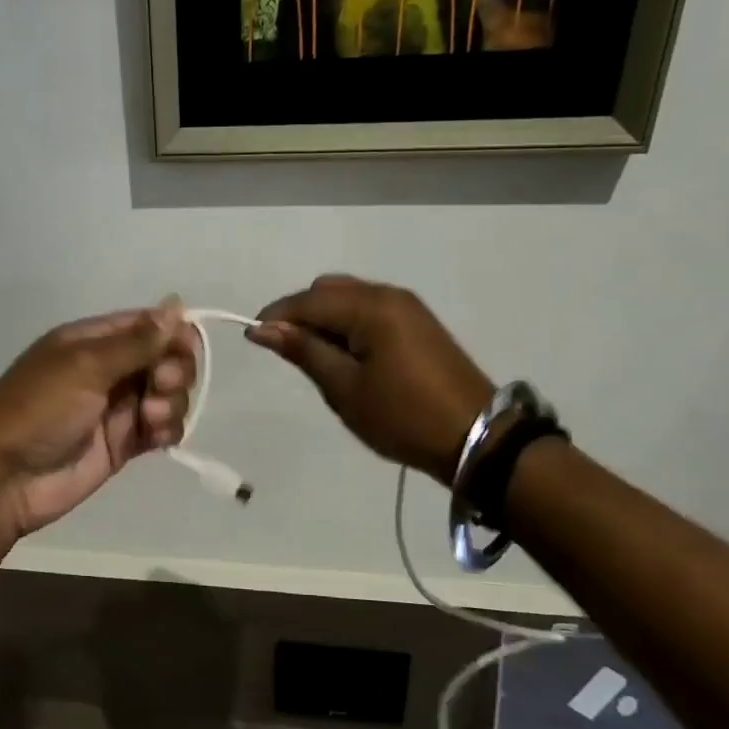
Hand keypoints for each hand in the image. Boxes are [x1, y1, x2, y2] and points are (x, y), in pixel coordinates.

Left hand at [0, 302, 198, 541]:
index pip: (147, 325)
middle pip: (164, 359)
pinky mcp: (123, 445)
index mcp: (92, 341)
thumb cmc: (39, 409)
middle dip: (173, 369)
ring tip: (149, 418)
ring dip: (170, 402)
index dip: (173, 333)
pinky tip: (157, 437)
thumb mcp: (84, 365)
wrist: (4, 477)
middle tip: (160, 385)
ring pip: (167, 395)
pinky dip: (167, 429)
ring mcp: (116, 409)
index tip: (186, 348)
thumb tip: (177, 304)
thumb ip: (135, 341)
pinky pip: (161, 429)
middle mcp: (108, 370)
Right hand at [247, 275, 493, 485]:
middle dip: (300, 314)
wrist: (476, 437)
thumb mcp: (344, 388)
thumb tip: (263, 328)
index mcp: (370, 307)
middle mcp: (389, 295)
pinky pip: (369, 310)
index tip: (252, 339)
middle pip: (329, 291)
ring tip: (313, 358)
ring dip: (324, 319)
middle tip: (287, 353)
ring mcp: (407, 307)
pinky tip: (343, 355)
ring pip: (349, 299)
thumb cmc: (402, 416)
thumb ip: (304, 351)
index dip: (276, 316)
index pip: (308, 300)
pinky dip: (347, 324)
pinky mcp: (417, 324)